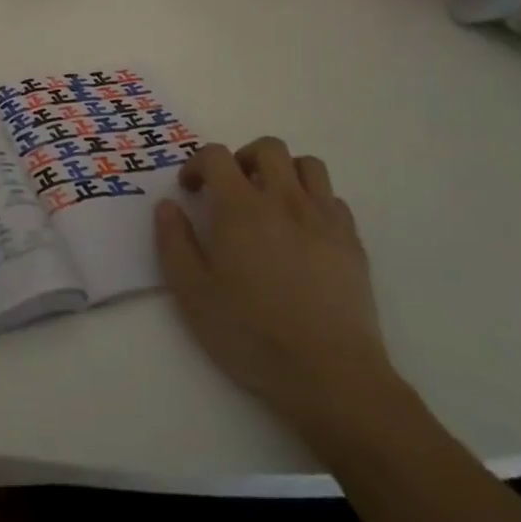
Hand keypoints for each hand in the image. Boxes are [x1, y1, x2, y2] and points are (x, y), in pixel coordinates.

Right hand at [156, 138, 400, 452]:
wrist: (330, 374)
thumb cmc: (252, 334)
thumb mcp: (193, 294)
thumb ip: (174, 243)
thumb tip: (168, 205)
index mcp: (240, 207)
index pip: (217, 156)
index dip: (197, 164)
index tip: (190, 190)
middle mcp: (284, 199)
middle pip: (268, 148)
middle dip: (243, 158)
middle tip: (231, 189)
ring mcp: (323, 218)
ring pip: (307, 165)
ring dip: (284, 172)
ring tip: (271, 202)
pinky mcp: (352, 241)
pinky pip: (333, 199)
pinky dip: (314, 201)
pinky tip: (304, 231)